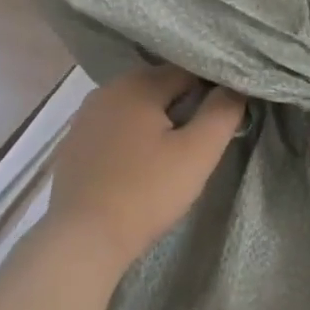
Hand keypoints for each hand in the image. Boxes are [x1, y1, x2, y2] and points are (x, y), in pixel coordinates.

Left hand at [45, 65, 244, 273]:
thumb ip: (222, 113)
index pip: (188, 70)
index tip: (224, 116)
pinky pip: (114, 128)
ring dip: (157, 122)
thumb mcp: (197, 153)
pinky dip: (132, 138)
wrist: (84, 238)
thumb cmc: (147, 192)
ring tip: (173, 153)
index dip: (212, 89)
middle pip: (159, 87)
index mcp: (137, 83)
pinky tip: (139, 165)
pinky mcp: (74, 143)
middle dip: (183, 106)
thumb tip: (235, 87)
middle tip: (202, 140)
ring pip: (135, 108)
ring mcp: (85, 117)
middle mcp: (107, 90)